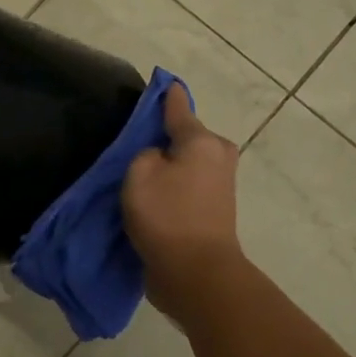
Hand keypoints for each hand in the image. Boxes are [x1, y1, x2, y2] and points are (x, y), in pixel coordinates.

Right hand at [123, 85, 242, 313]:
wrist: (196, 275)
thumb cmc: (167, 216)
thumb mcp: (140, 173)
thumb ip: (144, 153)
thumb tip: (158, 157)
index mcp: (202, 140)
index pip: (178, 107)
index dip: (166, 95)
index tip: (163, 82)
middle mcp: (217, 156)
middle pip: (186, 136)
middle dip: (165, 136)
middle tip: (135, 144)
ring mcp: (220, 185)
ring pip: (186, 162)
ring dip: (168, 164)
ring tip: (138, 170)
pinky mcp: (214, 211)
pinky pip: (187, 185)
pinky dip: (172, 186)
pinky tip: (152, 193)